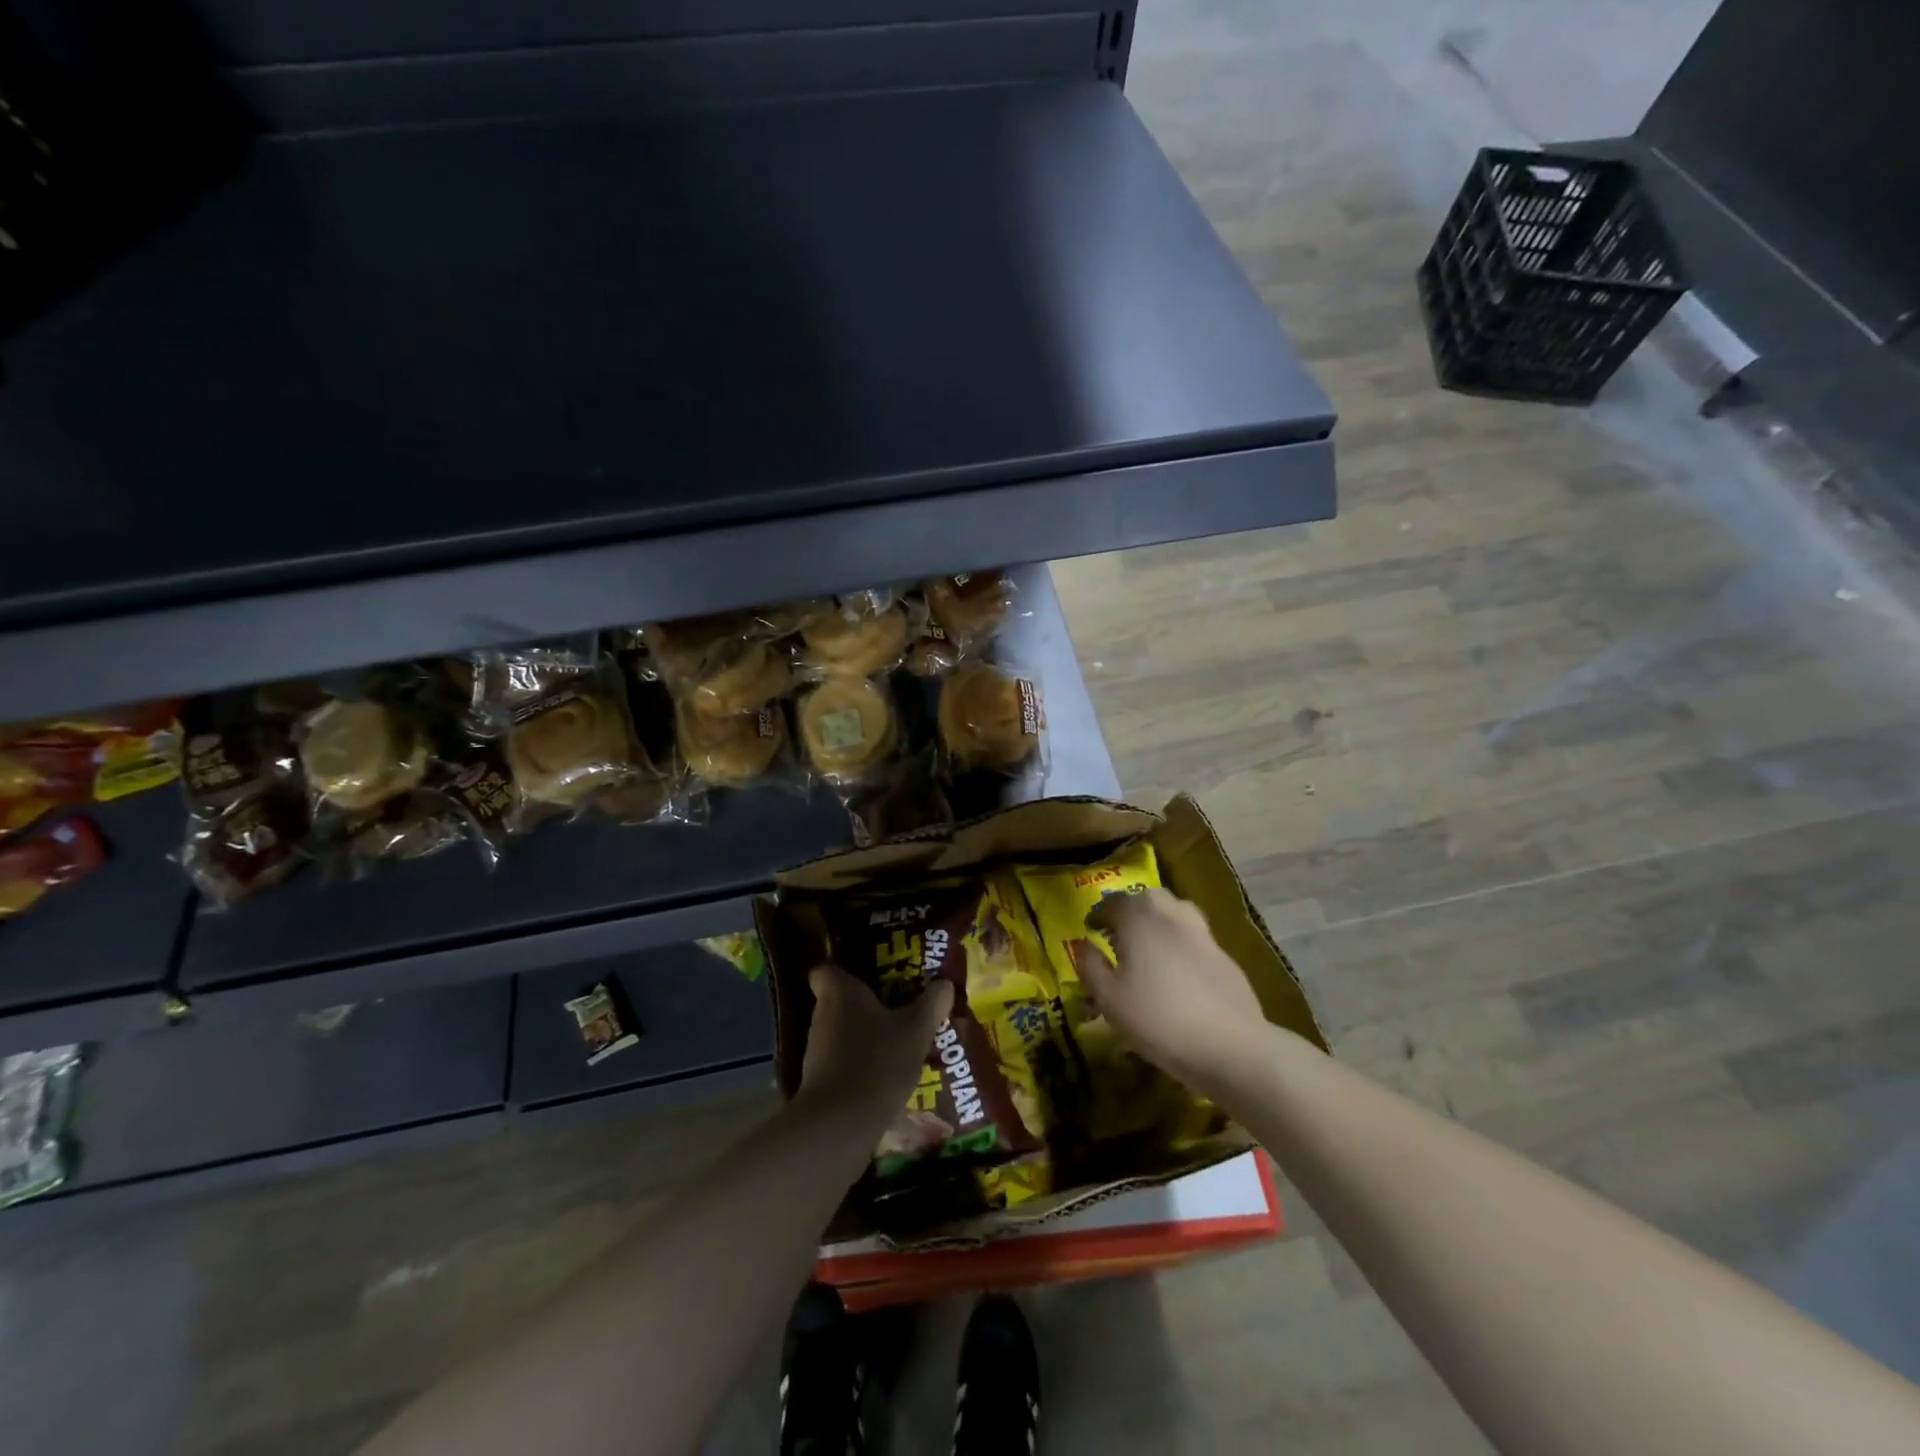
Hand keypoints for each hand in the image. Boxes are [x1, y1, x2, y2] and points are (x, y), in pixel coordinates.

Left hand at [798, 964, 953, 1123]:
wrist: (840, 1124)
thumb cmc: (878, 1061)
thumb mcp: (917, 1029)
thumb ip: (932, 1004)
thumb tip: (945, 983)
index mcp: (840, 993)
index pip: (826, 970)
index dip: (843, 971)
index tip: (867, 977)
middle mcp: (822, 1016)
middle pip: (839, 1003)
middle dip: (865, 1007)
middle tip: (898, 1010)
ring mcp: (816, 1052)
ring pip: (842, 1035)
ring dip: (865, 1039)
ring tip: (898, 1046)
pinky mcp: (818, 1084)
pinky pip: (842, 1065)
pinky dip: (860, 1068)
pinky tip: (886, 1079)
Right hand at [1071, 888, 1267, 1094]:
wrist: (1231, 1045)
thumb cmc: (1158, 1019)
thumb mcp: (1109, 1000)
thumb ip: (1090, 967)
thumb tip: (1082, 946)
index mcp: (1139, 918)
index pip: (1113, 903)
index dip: (1098, 914)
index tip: (1090, 928)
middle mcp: (1171, 914)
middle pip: (1147, 898)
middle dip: (1130, 910)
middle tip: (1118, 933)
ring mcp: (1202, 932)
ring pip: (1175, 912)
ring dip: (1157, 920)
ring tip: (1148, 946)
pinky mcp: (1224, 955)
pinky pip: (1193, 937)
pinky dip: (1179, 942)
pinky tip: (1176, 971)